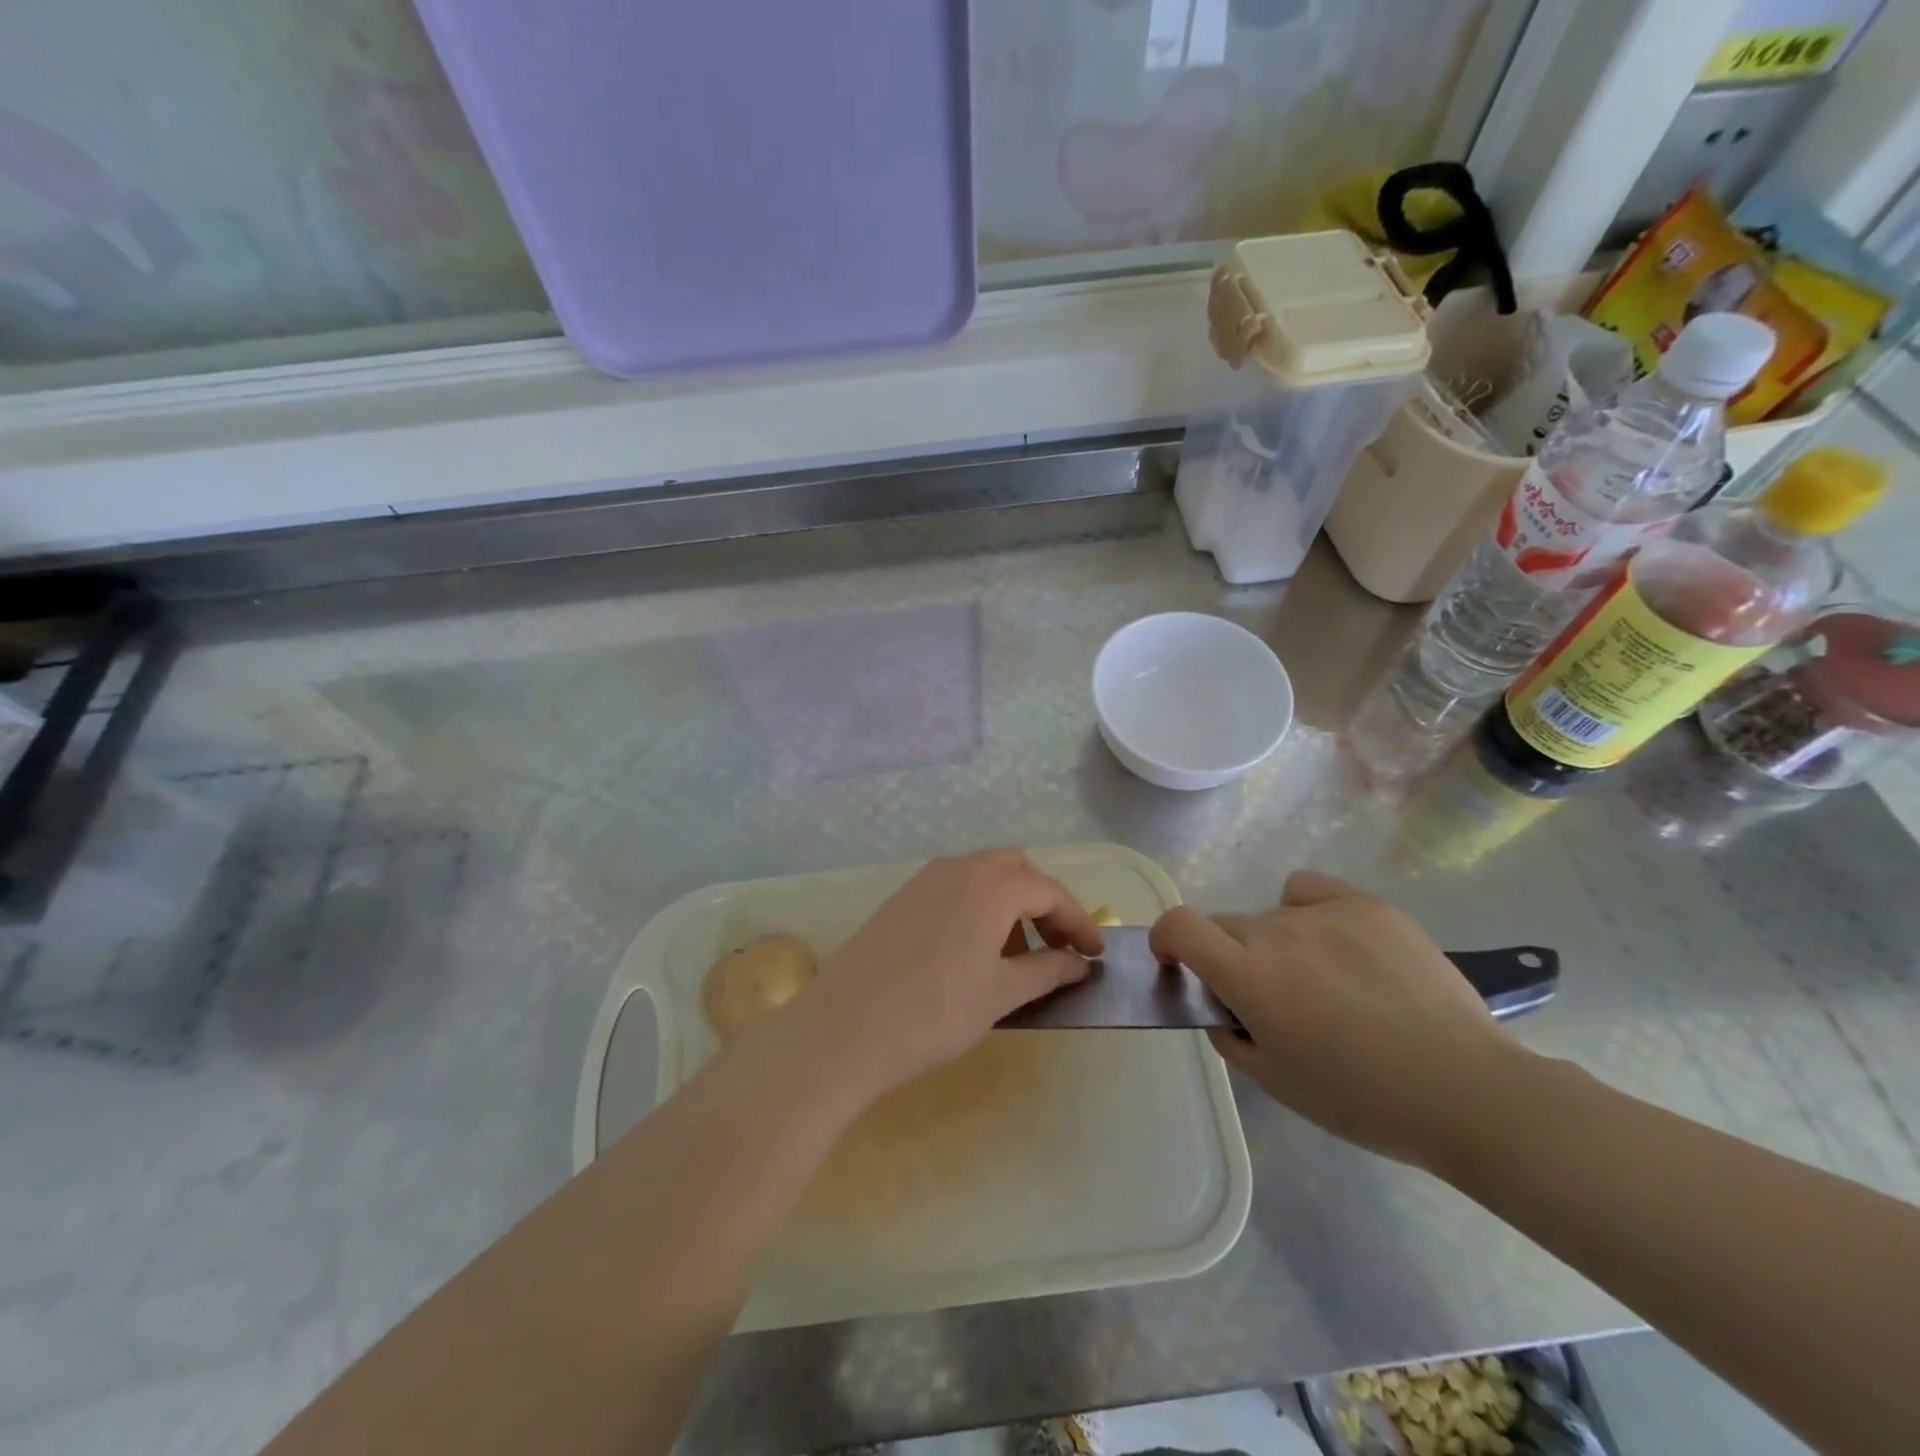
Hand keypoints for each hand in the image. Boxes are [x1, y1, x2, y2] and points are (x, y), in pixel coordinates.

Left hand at [775, 851, 1103, 1103]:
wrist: (844, 1028)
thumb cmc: (935, 1012)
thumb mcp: (1001, 994)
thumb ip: (1047, 971)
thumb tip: (1078, 962)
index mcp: (991, 885)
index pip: (1050, 892)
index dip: (1078, 922)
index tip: (1096, 954)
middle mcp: (958, 869)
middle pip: (1017, 870)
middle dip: (1044, 903)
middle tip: (1058, 947)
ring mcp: (924, 880)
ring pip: (983, 876)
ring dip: (1010, 904)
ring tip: (1017, 955)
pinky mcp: (901, 898)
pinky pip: (954, 888)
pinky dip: (978, 907)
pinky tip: (973, 951)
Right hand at [1151, 871, 1524, 1168]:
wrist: (1466, 1090)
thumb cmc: (1362, 1100)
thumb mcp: (1276, 1082)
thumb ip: (1229, 1035)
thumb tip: (1220, 1005)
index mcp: (1248, 975)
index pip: (1178, 925)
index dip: (1165, 938)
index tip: (1175, 962)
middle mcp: (1276, 931)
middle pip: (1226, 926)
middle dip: (1229, 957)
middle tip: (1269, 999)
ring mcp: (1324, 912)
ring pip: (1271, 917)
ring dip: (1275, 944)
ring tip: (1325, 983)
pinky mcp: (1366, 904)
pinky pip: (1310, 893)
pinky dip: (1307, 912)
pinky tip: (1339, 945)